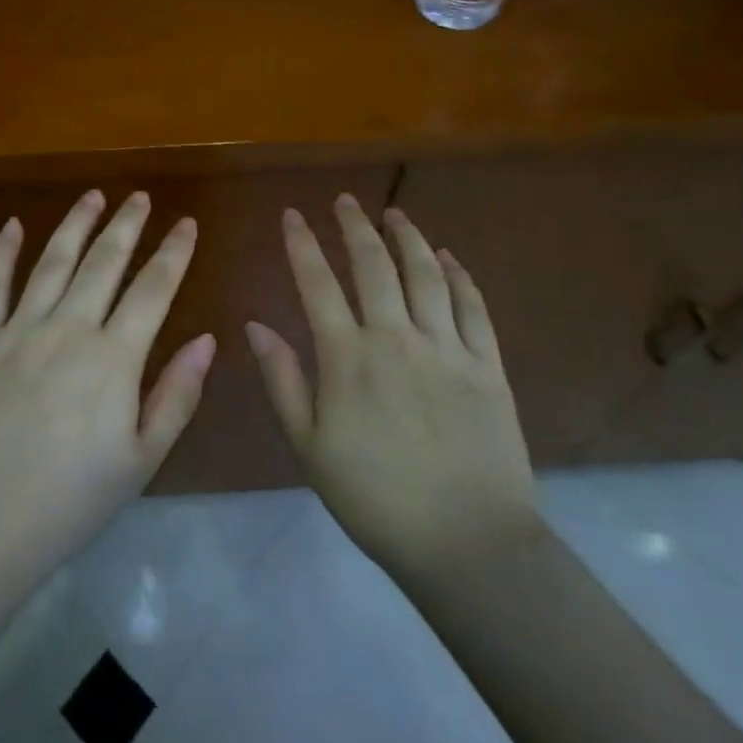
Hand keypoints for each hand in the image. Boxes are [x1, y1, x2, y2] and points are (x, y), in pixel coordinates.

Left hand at [0, 190, 214, 585]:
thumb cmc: (70, 503)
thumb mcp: (141, 461)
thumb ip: (176, 395)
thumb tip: (207, 339)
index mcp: (113, 359)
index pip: (153, 289)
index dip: (173, 252)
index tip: (186, 223)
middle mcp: (67, 329)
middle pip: (104, 263)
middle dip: (127, 225)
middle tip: (141, 197)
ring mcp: (17, 331)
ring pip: (52, 262)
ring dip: (76, 225)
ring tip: (94, 195)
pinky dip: (2, 252)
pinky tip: (13, 225)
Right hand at [245, 194, 539, 583]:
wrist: (467, 543)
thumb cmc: (375, 498)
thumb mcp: (309, 446)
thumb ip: (282, 380)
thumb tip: (255, 325)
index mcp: (348, 356)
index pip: (318, 283)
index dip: (302, 243)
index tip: (292, 214)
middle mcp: (396, 337)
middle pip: (373, 265)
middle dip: (355, 225)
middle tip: (344, 199)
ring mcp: (447, 348)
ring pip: (426, 274)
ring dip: (408, 238)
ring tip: (394, 214)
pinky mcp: (488, 366)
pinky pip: (474, 307)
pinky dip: (460, 276)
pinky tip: (448, 258)